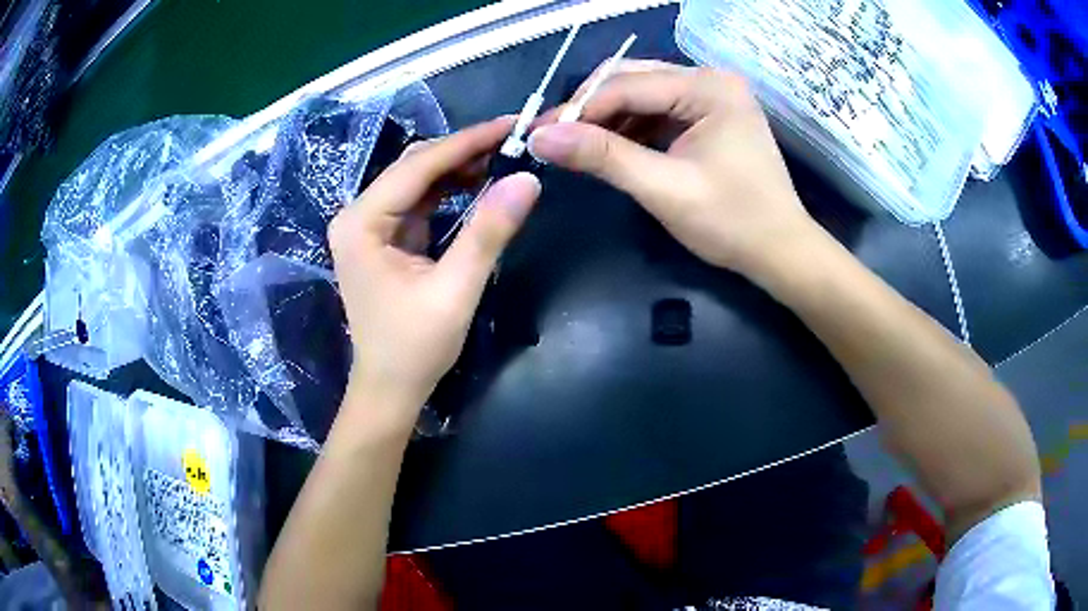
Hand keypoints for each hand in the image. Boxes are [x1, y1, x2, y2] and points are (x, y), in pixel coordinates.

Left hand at [328, 118, 539, 418]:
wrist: (389, 388)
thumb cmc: (415, 347)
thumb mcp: (456, 289)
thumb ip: (488, 233)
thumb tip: (528, 180)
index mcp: (361, 223)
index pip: (418, 167)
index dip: (466, 142)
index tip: (511, 125)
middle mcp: (358, 215)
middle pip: (413, 166)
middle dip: (462, 151)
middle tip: (512, 141)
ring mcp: (368, 226)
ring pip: (416, 180)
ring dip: (457, 168)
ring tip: (501, 159)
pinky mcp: (383, 238)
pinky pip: (418, 201)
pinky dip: (448, 190)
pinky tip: (476, 183)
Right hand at [529, 61, 817, 274]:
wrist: (780, 251)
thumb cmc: (732, 222)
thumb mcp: (664, 189)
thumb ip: (603, 157)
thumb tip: (540, 137)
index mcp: (708, 87)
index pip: (627, 84)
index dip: (580, 109)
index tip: (539, 135)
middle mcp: (710, 79)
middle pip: (632, 78)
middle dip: (591, 109)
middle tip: (554, 138)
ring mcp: (712, 95)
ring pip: (642, 92)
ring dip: (608, 118)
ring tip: (577, 146)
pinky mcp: (711, 114)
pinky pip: (659, 110)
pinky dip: (631, 127)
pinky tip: (611, 148)